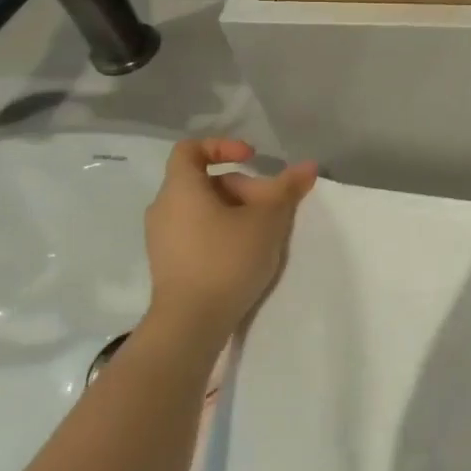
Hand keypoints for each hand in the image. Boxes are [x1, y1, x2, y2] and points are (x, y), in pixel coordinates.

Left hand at [144, 138, 318, 343]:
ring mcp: (162, 238)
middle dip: (243, 186)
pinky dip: (221, 229)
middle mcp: (163, 208)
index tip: (252, 159)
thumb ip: (287, 188)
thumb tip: (308, 166)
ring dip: (236, 210)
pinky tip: (246, 251)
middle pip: (206, 181)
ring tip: (264, 230)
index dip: (223, 146)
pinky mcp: (168, 262)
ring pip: (203, 208)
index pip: (191, 149)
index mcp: (181, 189)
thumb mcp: (268, 219)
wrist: (190, 324)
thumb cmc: (227, 259)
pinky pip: (196, 230)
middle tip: (273, 206)